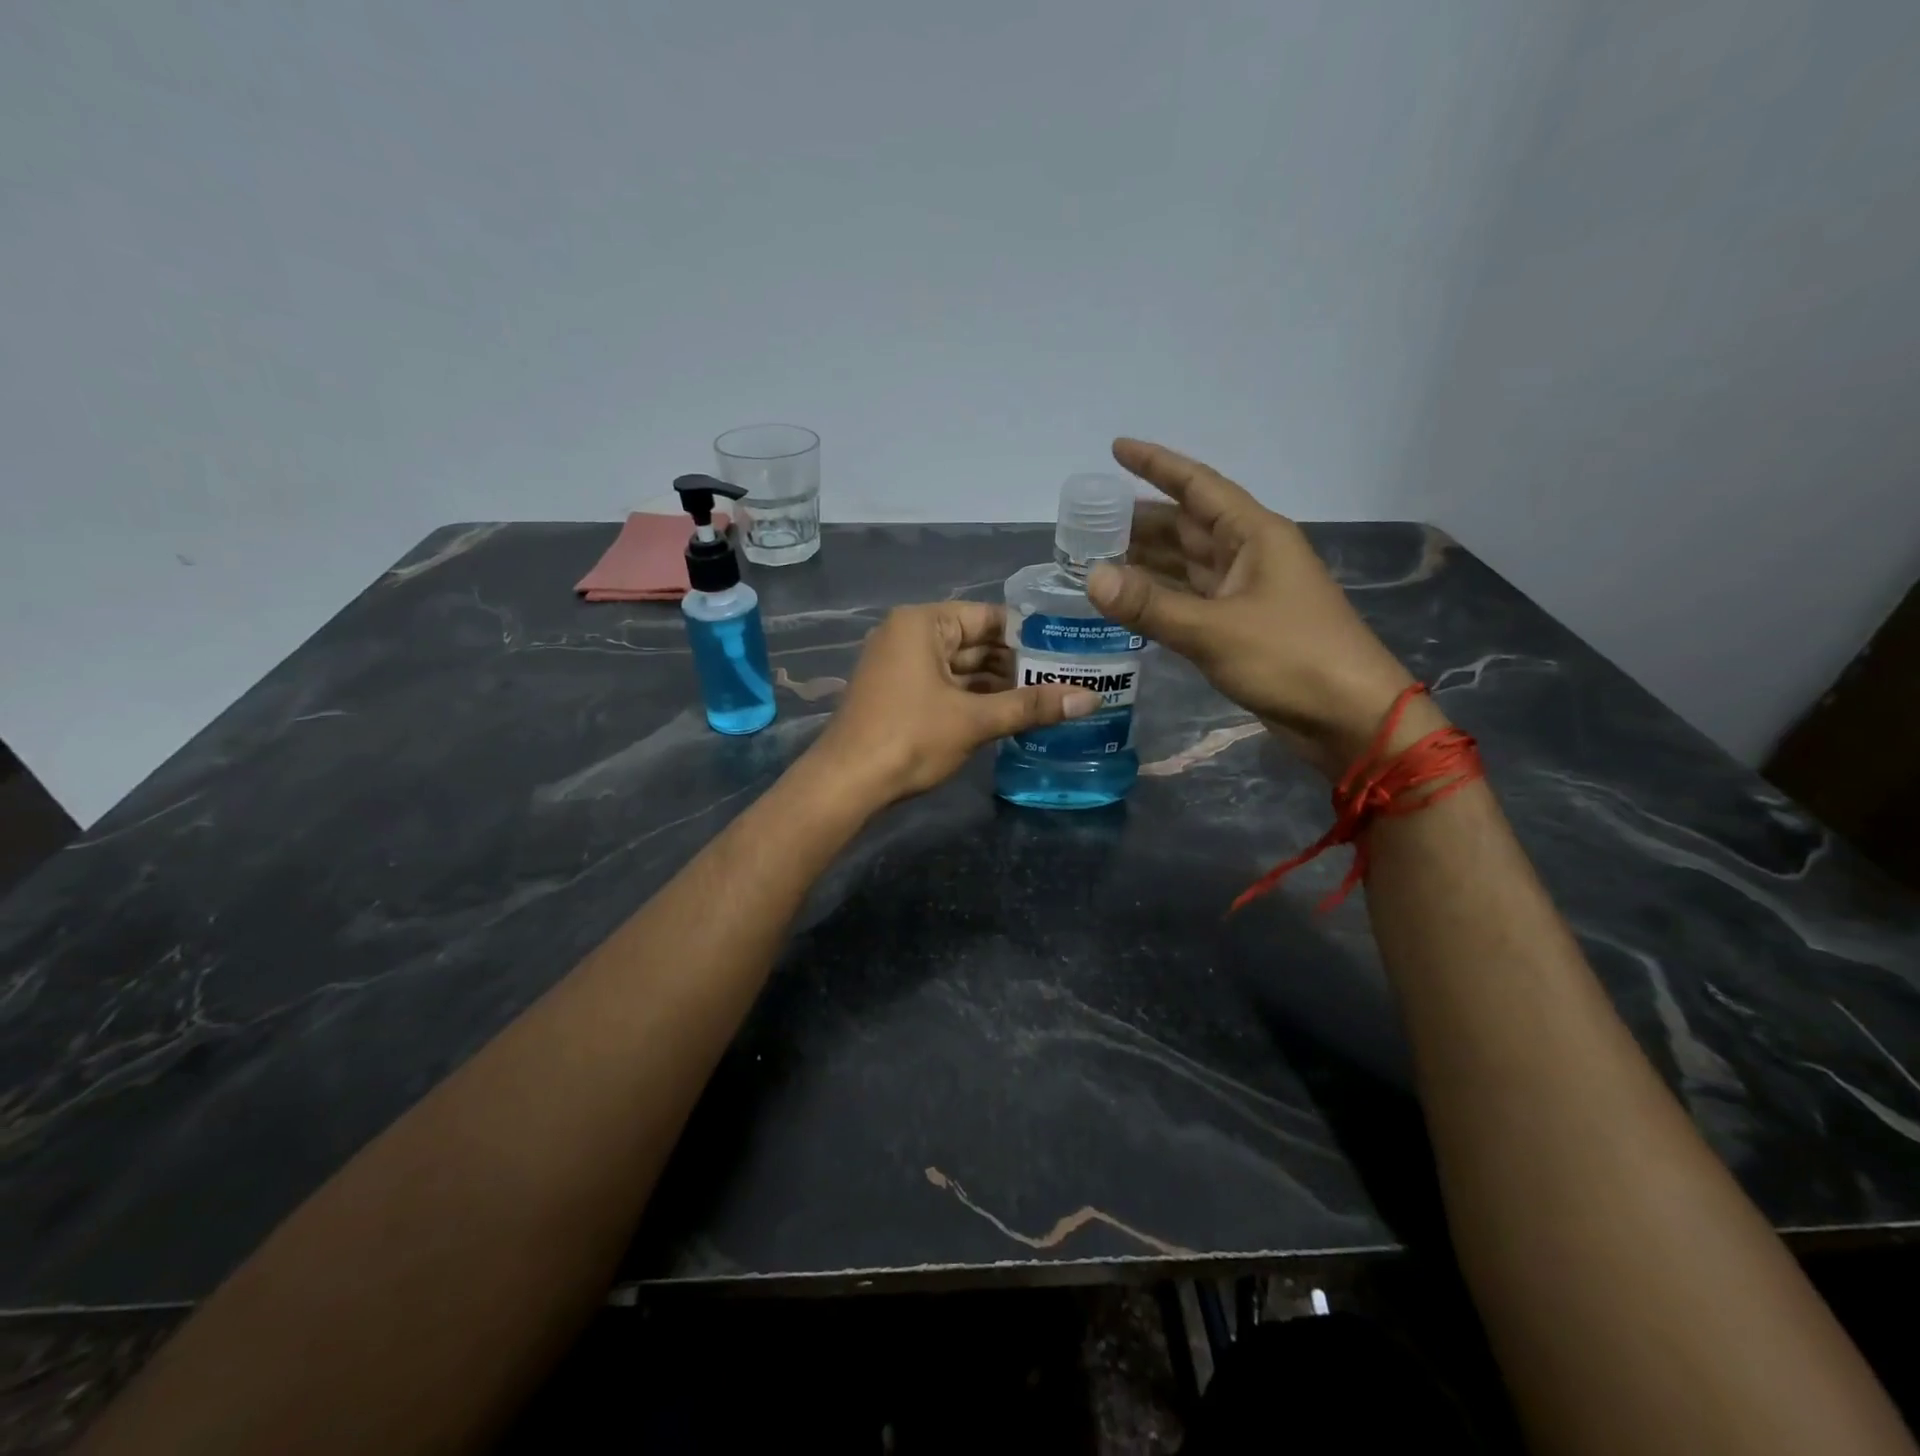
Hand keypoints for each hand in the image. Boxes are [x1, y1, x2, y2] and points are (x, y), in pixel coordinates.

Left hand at [807, 601, 1099, 804]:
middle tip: (1067, 678)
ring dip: (998, 685)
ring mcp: (901, 665)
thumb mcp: (975, 720)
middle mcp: (910, 635)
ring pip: (962, 668)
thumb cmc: (910, 738)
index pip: (989, 617)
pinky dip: (975, 698)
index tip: (1069, 651)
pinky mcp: (899, 694)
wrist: (847, 783)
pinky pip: (946, 686)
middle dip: (1017, 664)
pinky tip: (1011, 713)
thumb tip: (1092, 698)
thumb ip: (1032, 706)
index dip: (1030, 635)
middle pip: (976, 642)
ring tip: (1048, 698)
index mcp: (924, 623)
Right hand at [1089, 438, 1426, 778]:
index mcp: (1254, 536)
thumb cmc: (1291, 658)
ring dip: (1146, 559)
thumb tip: (1092, 578)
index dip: (1156, 465)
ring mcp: (1245, 593)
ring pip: (1186, 564)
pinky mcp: (1240, 627)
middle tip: (1089, 519)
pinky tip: (1128, 600)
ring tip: (1096, 555)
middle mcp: (1249, 555)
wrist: (1348, 717)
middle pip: (1187, 525)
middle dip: (1140, 520)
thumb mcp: (1214, 629)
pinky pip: (1190, 599)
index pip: (1197, 486)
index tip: (1116, 449)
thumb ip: (1150, 605)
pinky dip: (1159, 597)